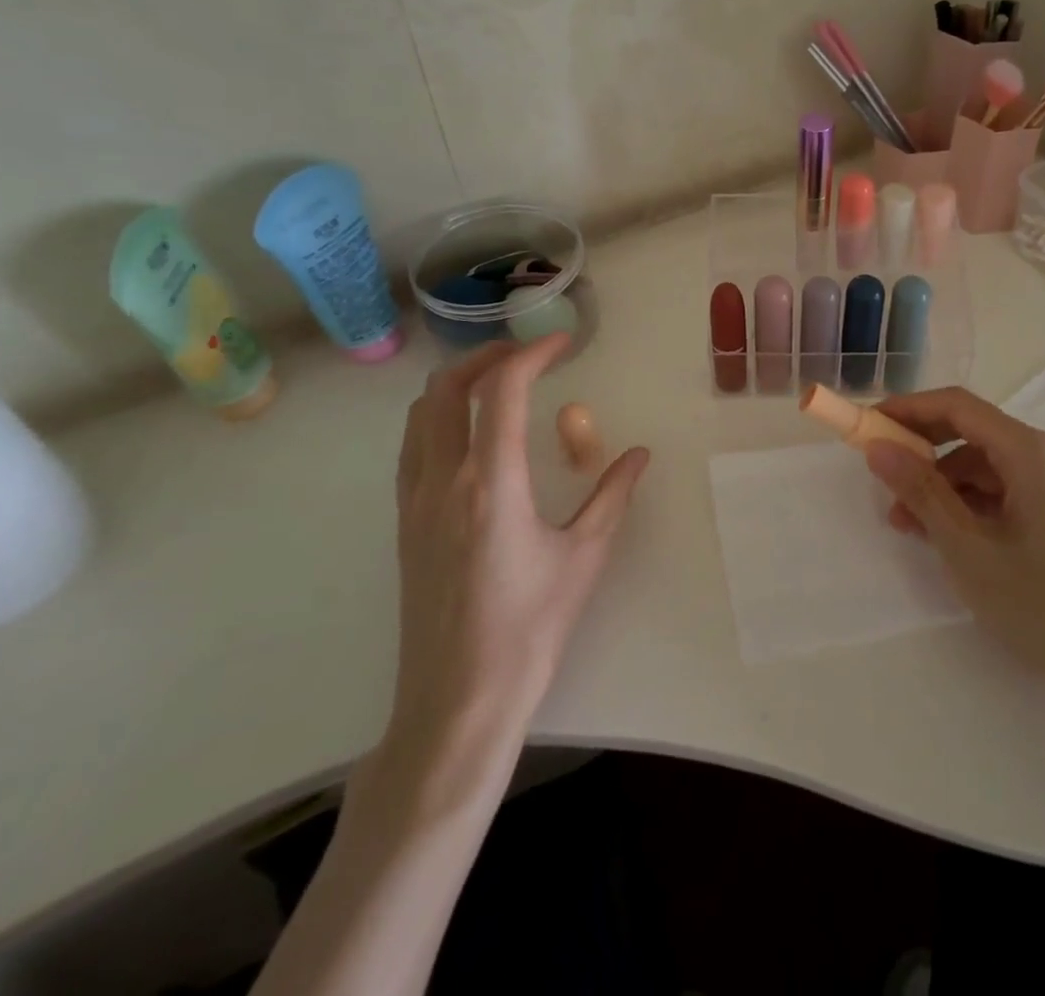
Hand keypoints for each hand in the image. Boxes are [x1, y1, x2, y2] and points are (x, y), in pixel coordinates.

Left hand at [376, 334, 648, 804]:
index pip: (502, 390)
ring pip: (420, 414)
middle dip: (486, 357)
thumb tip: (639, 455)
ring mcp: (415, 501)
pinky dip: (439, 419)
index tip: (563, 343)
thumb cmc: (529, 629)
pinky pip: (413, 447)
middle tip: (527, 355)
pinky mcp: (405, 524)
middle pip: (445, 388)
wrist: (458, 701)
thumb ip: (612, 496)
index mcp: (492, 483)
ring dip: (457, 385)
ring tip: (499, 386)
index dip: (532, 353)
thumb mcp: (584, 557)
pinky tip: (473, 437)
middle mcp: (444, 480)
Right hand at [863, 388, 1044, 718]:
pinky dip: (962, 506)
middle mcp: (1041, 456)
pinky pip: (995, 493)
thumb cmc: (1043, 602)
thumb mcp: (968, 548)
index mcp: (1028, 451)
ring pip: (978, 466)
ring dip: (937, 485)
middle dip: (920, 451)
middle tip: (880, 476)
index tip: (866, 426)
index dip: (907, 409)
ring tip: (903, 524)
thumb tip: (876, 448)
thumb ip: (921, 492)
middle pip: (968, 432)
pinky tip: (939, 536)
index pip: (957, 405)